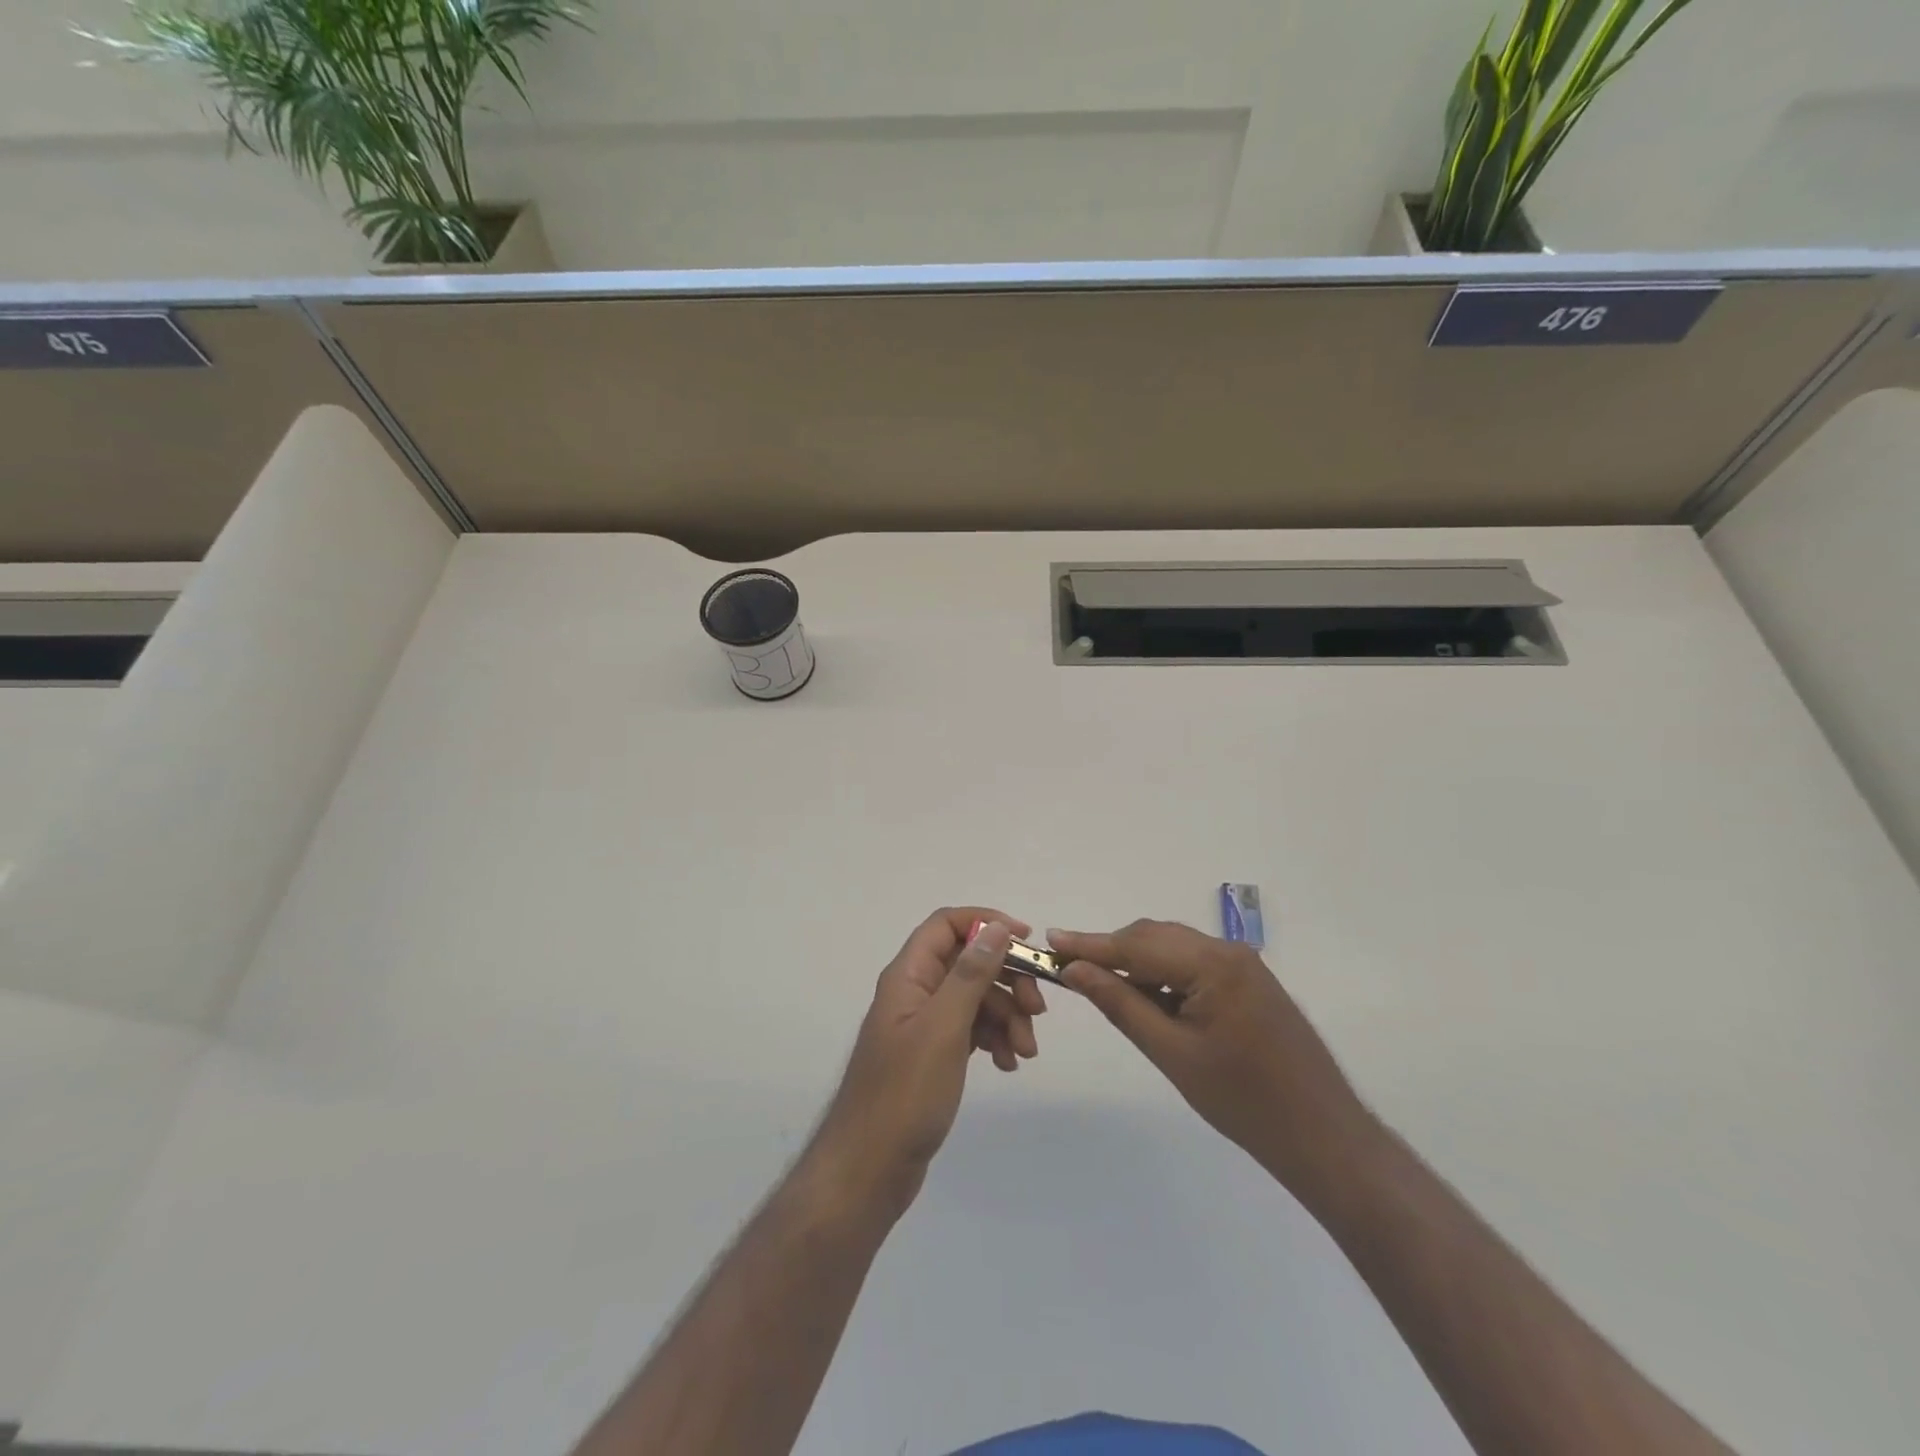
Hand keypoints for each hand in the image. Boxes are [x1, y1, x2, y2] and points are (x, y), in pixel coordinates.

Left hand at [813, 909, 1045, 1215]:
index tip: (1026, 941)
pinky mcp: (934, 1055)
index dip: (986, 922)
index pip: (947, 924)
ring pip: (975, 998)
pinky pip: (971, 1029)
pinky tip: (1007, 1064)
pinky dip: (993, 1039)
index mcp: (909, 975)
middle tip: (1037, 1012)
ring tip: (1025, 1052)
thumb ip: (970, 974)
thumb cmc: (904, 1094)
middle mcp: (915, 991)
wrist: (869, 1169)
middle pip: (968, 962)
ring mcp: (924, 1025)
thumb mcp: (943, 1028)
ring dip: (1006, 1016)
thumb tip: (995, 926)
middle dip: (1007, 980)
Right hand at [1050, 920, 1374, 1195]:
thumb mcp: (1171, 1053)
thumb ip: (1121, 1003)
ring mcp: (1243, 965)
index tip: (1049, 940)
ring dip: (1135, 962)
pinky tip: (1144, 995)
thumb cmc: (1243, 1102)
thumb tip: (1075, 970)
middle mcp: (1229, 951)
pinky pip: (1193, 965)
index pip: (1138, 945)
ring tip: (1098, 983)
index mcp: (1214, 964)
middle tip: (1067, 966)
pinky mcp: (1249, 983)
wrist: (1323, 1137)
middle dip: (1111, 951)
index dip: (1090, 944)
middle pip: (1155, 938)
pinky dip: (1162, 975)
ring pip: (1173, 949)